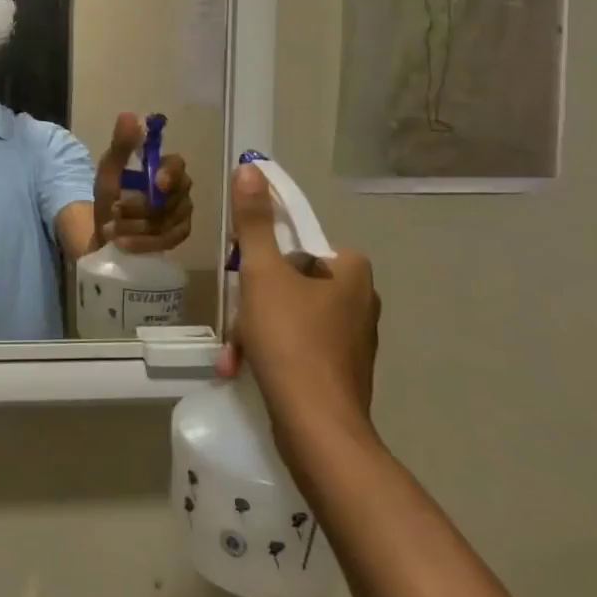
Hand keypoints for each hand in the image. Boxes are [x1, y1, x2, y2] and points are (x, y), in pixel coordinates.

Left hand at [93, 111, 192, 252]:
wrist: (104, 231)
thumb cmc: (111, 195)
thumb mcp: (109, 171)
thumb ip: (120, 146)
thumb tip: (128, 115)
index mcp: (165, 167)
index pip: (178, 165)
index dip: (170, 173)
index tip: (157, 183)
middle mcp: (180, 189)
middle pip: (171, 198)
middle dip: (140, 207)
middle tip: (114, 212)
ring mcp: (182, 214)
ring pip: (167, 221)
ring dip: (136, 226)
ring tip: (112, 230)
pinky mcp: (178, 236)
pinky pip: (168, 240)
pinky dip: (144, 242)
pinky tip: (125, 244)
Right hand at [218, 164, 378, 439]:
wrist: (317, 428)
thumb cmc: (291, 340)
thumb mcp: (262, 273)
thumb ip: (255, 221)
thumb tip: (251, 168)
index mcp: (352, 272)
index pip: (300, 243)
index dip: (265, 256)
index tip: (244, 275)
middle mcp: (360, 301)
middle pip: (291, 281)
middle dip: (255, 301)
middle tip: (238, 317)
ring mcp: (353, 340)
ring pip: (290, 316)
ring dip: (256, 329)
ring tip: (236, 352)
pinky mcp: (342, 372)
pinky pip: (298, 346)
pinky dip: (271, 352)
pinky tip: (244, 369)